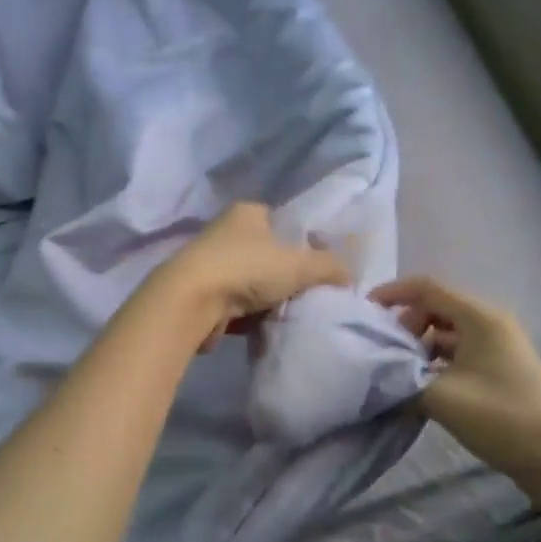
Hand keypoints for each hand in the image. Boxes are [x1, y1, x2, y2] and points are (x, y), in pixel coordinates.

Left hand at [162, 203, 349, 348]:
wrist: (191, 302)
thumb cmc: (247, 269)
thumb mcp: (300, 264)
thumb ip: (329, 266)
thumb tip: (349, 275)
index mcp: (248, 213)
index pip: (284, 221)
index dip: (304, 241)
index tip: (321, 266)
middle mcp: (227, 233)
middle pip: (269, 254)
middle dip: (288, 275)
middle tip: (311, 294)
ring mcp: (212, 265)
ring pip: (254, 283)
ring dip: (269, 299)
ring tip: (292, 314)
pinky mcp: (203, 296)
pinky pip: (238, 306)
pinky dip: (251, 317)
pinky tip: (267, 328)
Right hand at [370, 275, 540, 479]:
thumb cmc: (501, 418)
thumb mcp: (441, 398)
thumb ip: (401, 380)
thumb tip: (375, 375)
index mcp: (480, 318)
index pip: (427, 288)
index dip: (392, 293)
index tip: (363, 311)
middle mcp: (490, 324)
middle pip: (436, 308)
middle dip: (405, 325)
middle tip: (383, 353)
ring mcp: (497, 348)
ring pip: (446, 334)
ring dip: (418, 348)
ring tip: (397, 374)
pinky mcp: (499, 370)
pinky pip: (458, 355)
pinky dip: (435, 364)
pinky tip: (419, 389)